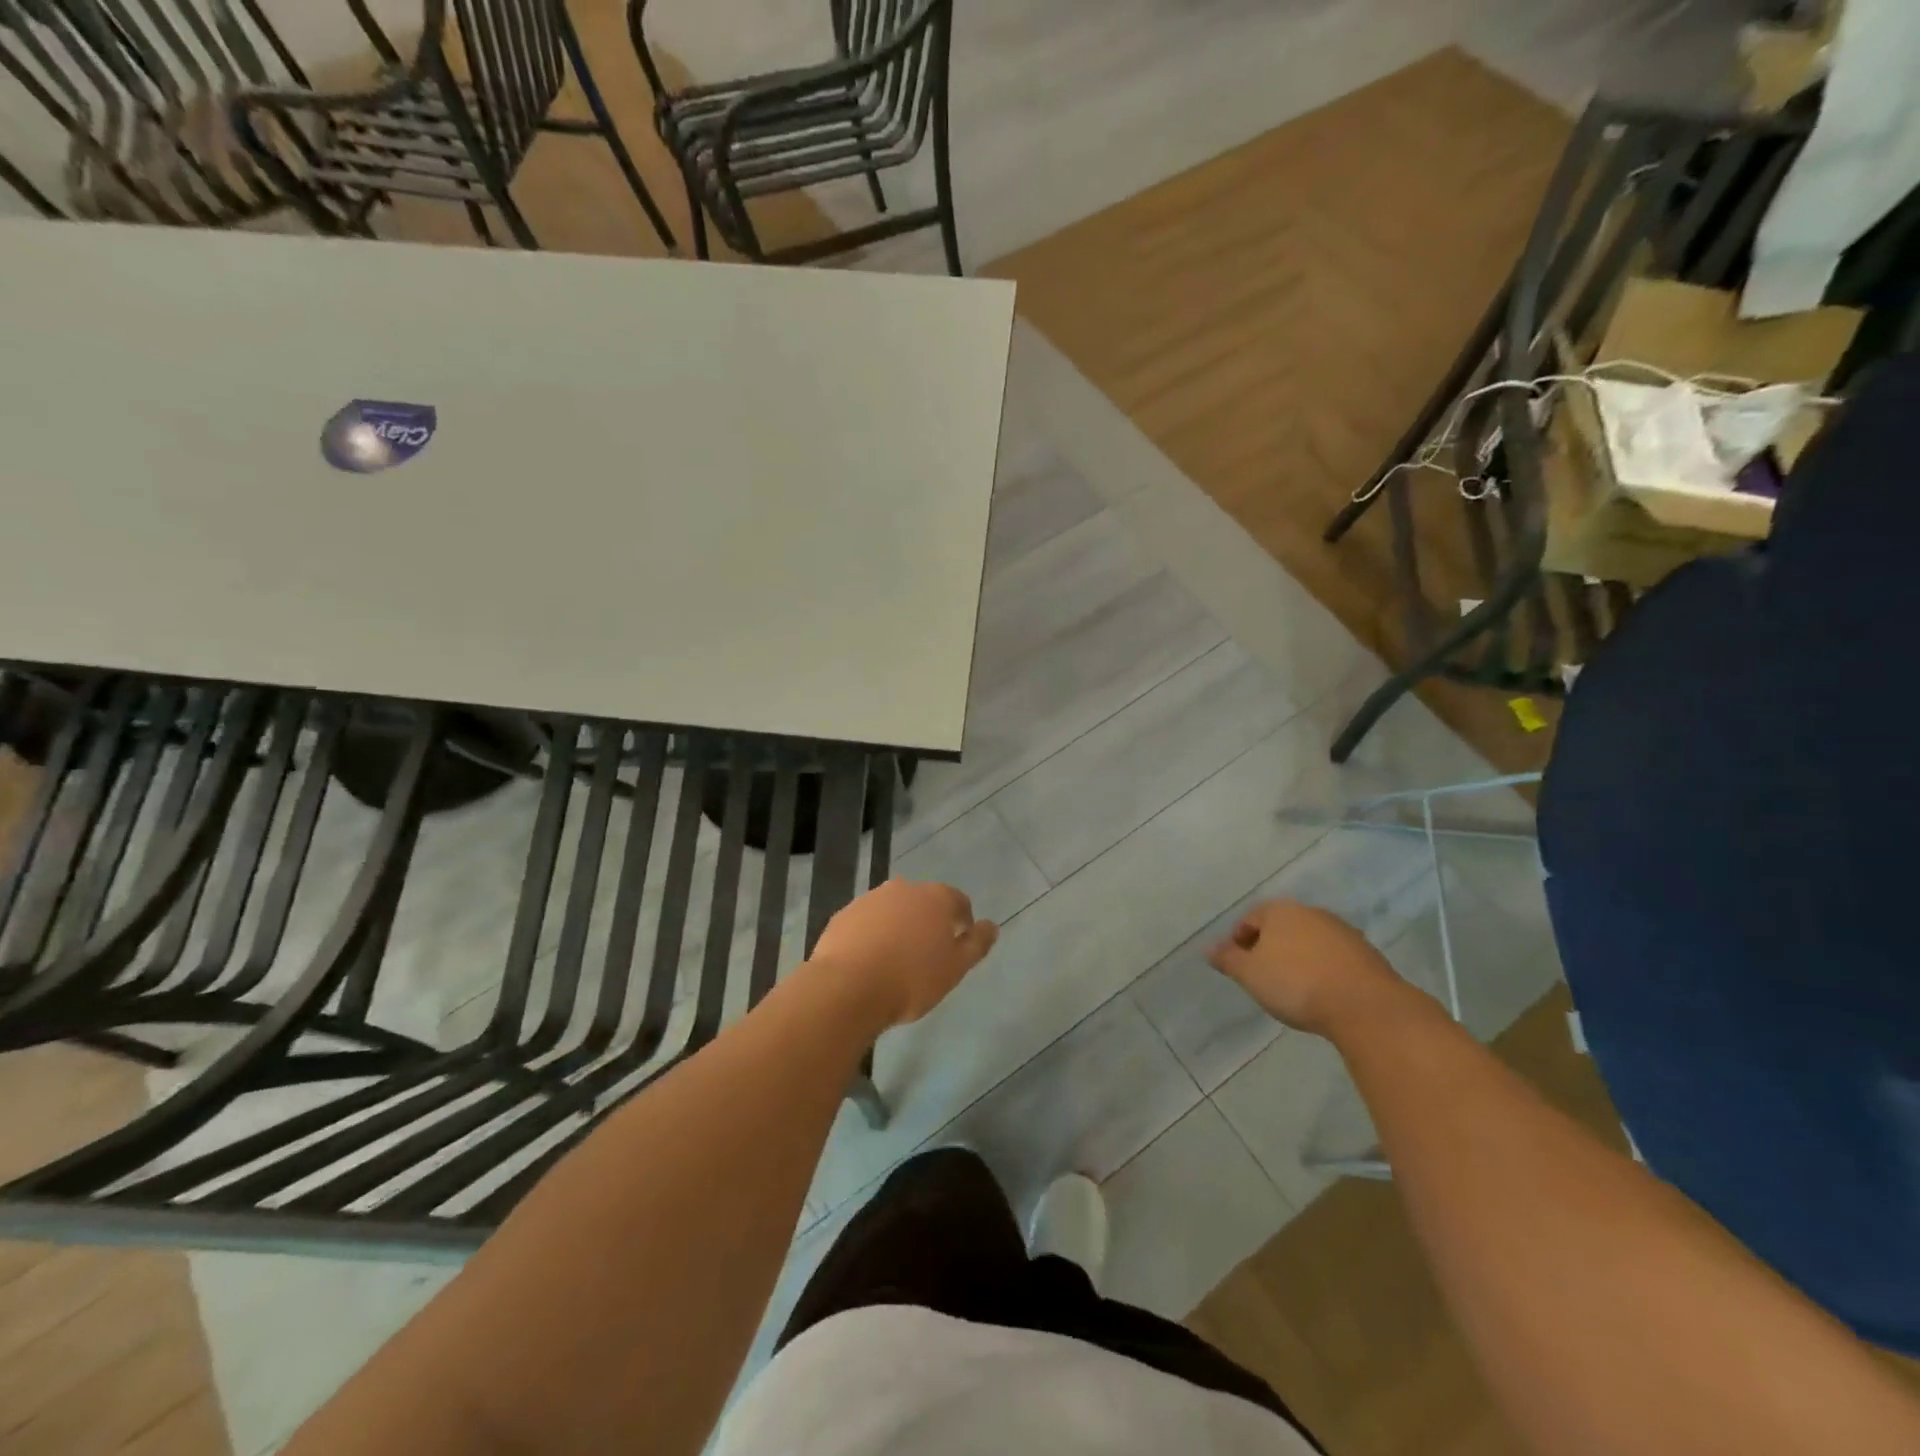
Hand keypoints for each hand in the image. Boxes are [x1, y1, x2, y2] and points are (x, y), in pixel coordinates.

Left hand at [807, 880, 997, 1028]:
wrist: (848, 987)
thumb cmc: (911, 979)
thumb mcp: (955, 968)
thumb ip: (977, 944)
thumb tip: (991, 926)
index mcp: (936, 897)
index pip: (959, 901)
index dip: (963, 922)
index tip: (959, 946)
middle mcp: (904, 888)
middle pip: (924, 902)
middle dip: (929, 922)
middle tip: (928, 955)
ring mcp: (870, 898)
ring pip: (893, 910)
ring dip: (899, 927)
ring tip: (897, 961)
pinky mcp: (844, 914)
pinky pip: (867, 922)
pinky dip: (872, 935)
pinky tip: (870, 961)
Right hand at [1208, 900, 1414, 1037]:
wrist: (1365, 1006)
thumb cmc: (1296, 984)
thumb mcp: (1250, 974)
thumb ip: (1227, 959)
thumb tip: (1207, 947)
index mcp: (1280, 911)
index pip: (1250, 918)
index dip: (1239, 941)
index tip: (1238, 966)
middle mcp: (1311, 912)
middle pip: (1281, 926)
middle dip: (1269, 947)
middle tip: (1262, 975)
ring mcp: (1342, 931)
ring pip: (1308, 940)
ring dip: (1297, 957)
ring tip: (1293, 986)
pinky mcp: (1366, 952)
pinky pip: (1333, 956)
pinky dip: (1322, 968)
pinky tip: (1321, 991)